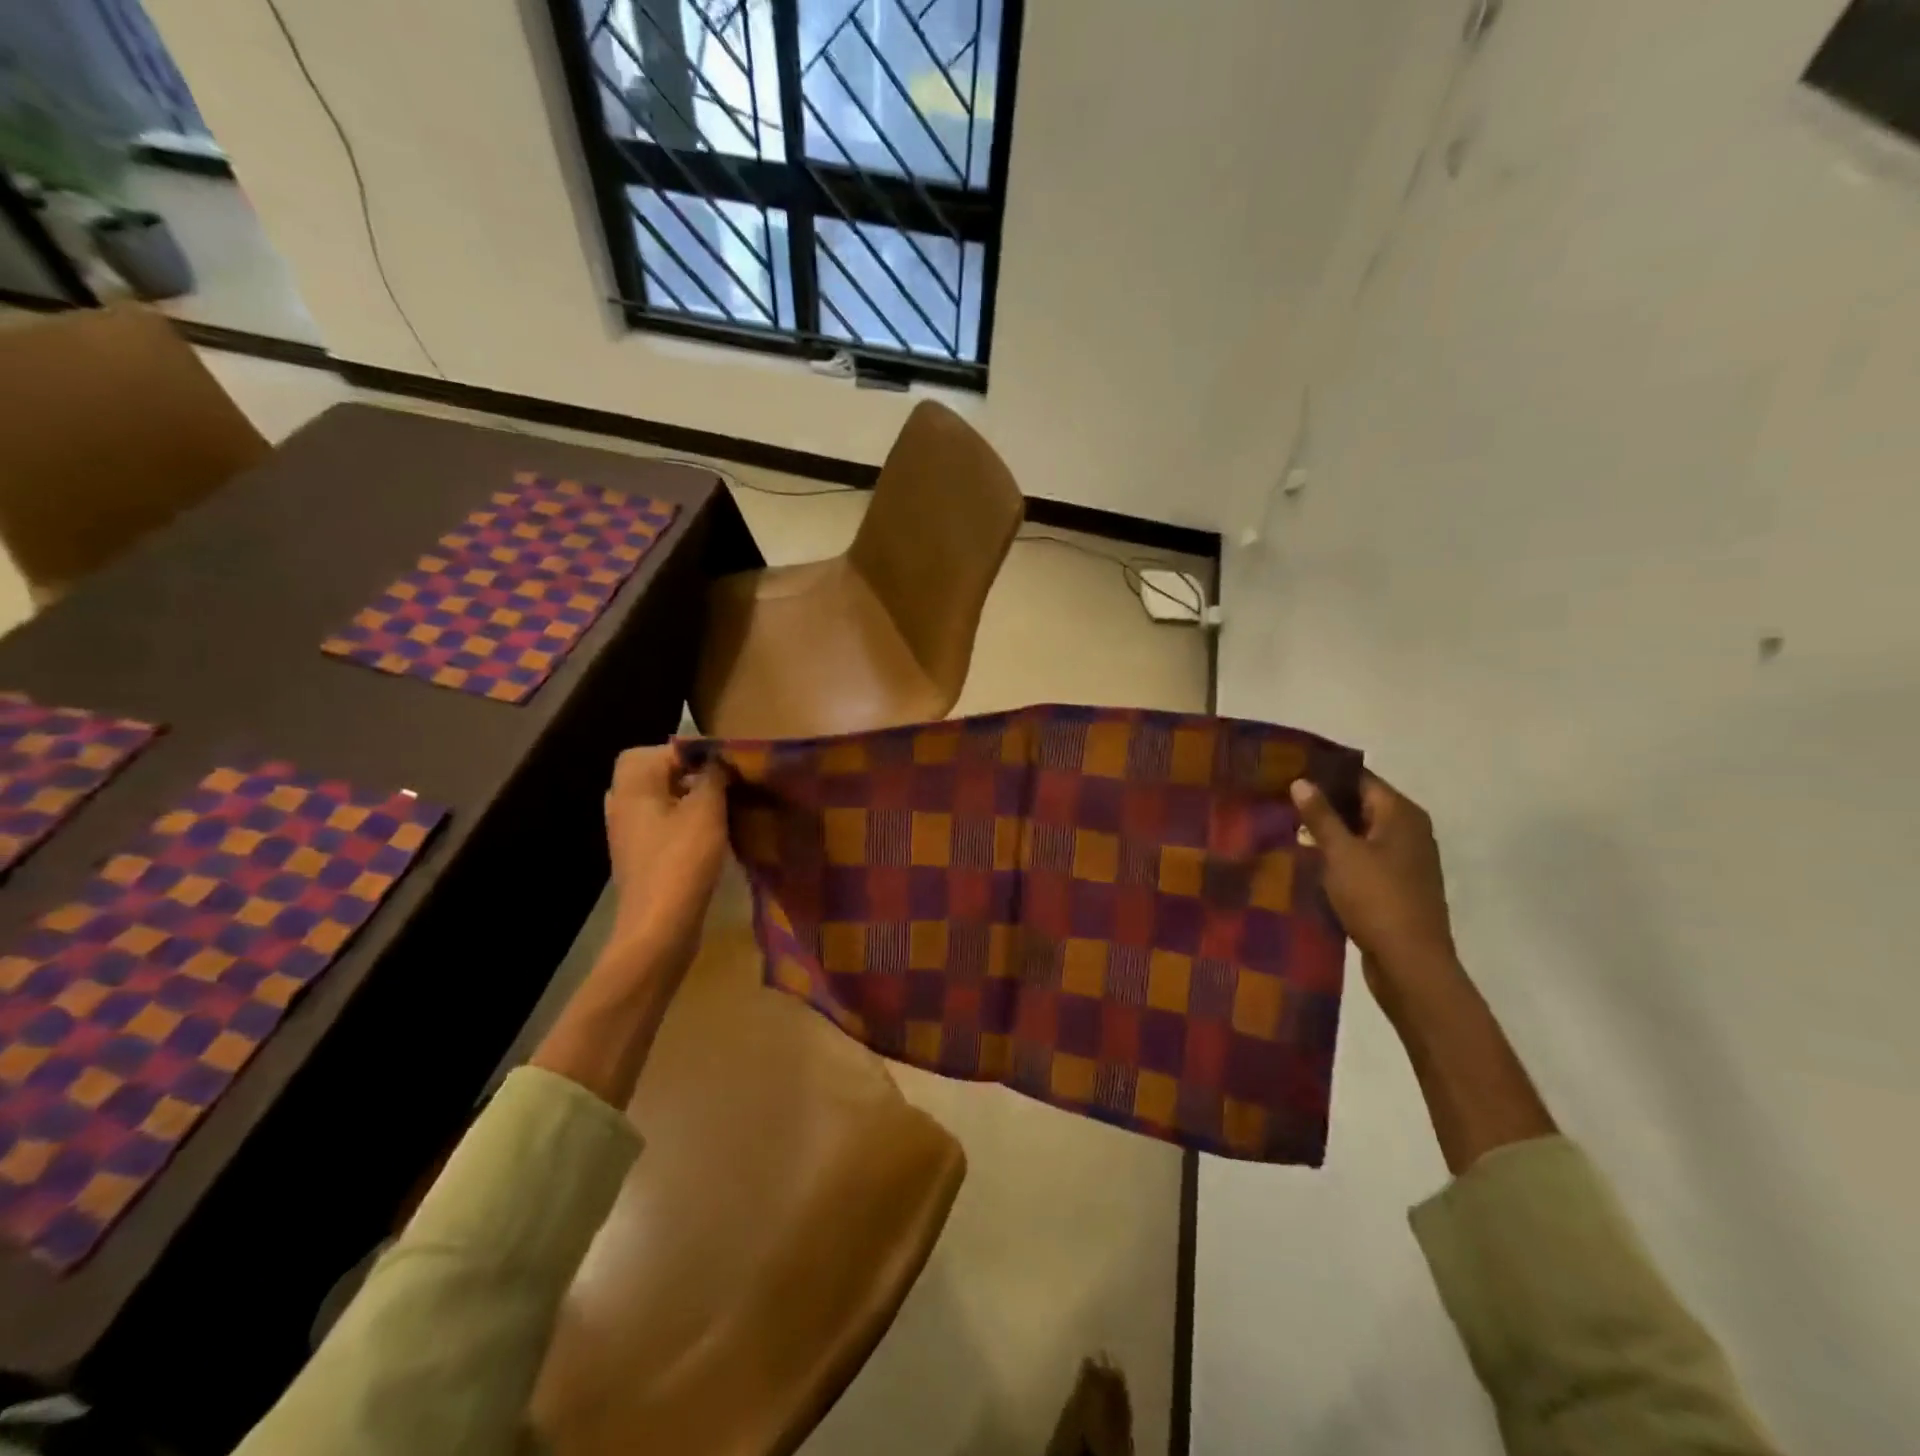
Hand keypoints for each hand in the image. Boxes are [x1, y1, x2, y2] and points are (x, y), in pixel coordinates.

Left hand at [603, 743, 728, 959]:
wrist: (659, 927)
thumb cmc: (682, 861)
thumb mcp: (706, 811)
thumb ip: (713, 776)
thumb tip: (718, 759)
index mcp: (632, 787)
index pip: (658, 750)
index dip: (692, 751)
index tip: (725, 764)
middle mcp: (622, 804)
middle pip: (654, 773)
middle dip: (689, 774)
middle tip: (723, 784)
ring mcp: (627, 833)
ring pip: (659, 800)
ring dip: (688, 799)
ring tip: (720, 808)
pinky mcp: (638, 857)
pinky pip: (660, 825)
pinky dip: (682, 823)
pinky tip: (708, 836)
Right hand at [1291, 772, 1460, 1001]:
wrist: (1411, 964)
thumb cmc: (1377, 899)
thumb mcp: (1342, 854)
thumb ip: (1321, 816)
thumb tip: (1301, 780)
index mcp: (1401, 815)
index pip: (1360, 778)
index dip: (1325, 773)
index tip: (1288, 770)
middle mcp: (1409, 831)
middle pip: (1361, 804)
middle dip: (1323, 802)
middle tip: (1278, 798)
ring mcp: (1405, 860)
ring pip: (1360, 833)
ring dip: (1328, 831)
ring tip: (1285, 826)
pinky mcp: (1396, 885)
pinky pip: (1362, 857)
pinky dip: (1338, 855)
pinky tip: (1308, 859)